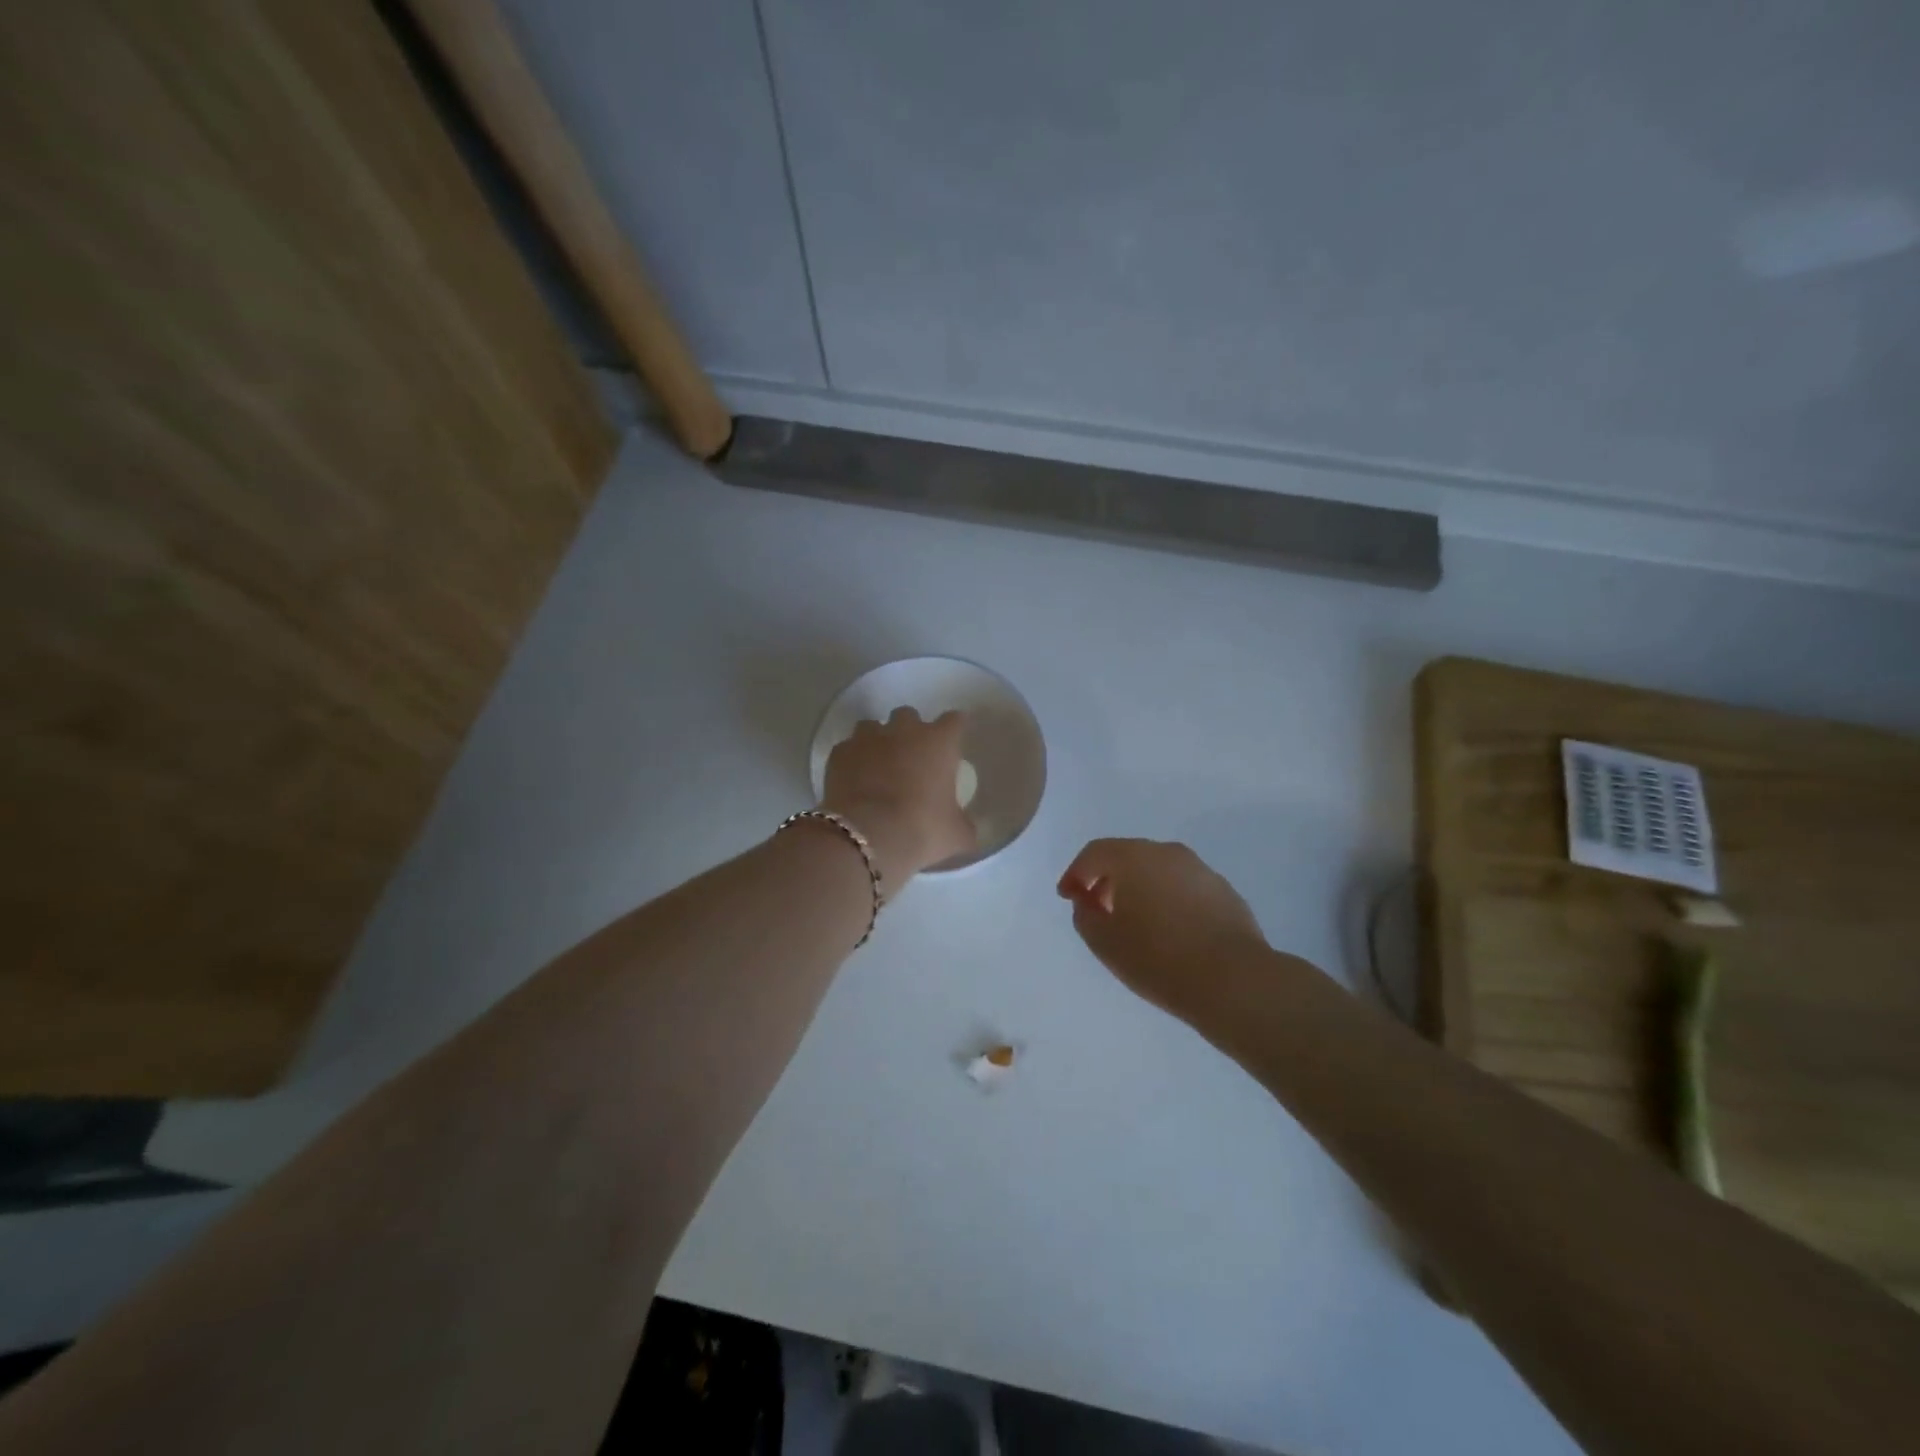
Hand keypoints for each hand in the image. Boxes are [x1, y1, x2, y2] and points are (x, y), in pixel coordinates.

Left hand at [820, 708, 976, 894]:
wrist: (867, 836)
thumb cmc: (922, 829)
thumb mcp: (956, 835)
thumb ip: (964, 826)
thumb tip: (966, 830)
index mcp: (939, 742)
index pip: (955, 720)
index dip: (954, 730)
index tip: (953, 744)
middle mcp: (904, 730)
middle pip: (909, 716)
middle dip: (911, 732)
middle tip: (912, 759)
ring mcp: (868, 738)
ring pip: (873, 727)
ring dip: (878, 741)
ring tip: (878, 767)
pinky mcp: (839, 753)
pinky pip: (848, 749)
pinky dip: (852, 760)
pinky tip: (854, 781)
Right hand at [1058, 839, 1271, 1025]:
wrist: (1233, 980)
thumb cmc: (1158, 958)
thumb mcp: (1104, 942)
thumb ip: (1085, 915)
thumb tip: (1088, 901)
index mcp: (1133, 857)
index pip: (1094, 853)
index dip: (1075, 873)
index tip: (1067, 897)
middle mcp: (1167, 852)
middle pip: (1127, 856)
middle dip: (1107, 879)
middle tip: (1098, 909)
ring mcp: (1200, 869)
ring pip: (1158, 870)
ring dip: (1139, 888)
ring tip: (1134, 923)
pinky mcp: (1224, 891)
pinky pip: (1183, 887)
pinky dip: (1167, 899)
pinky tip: (1169, 931)